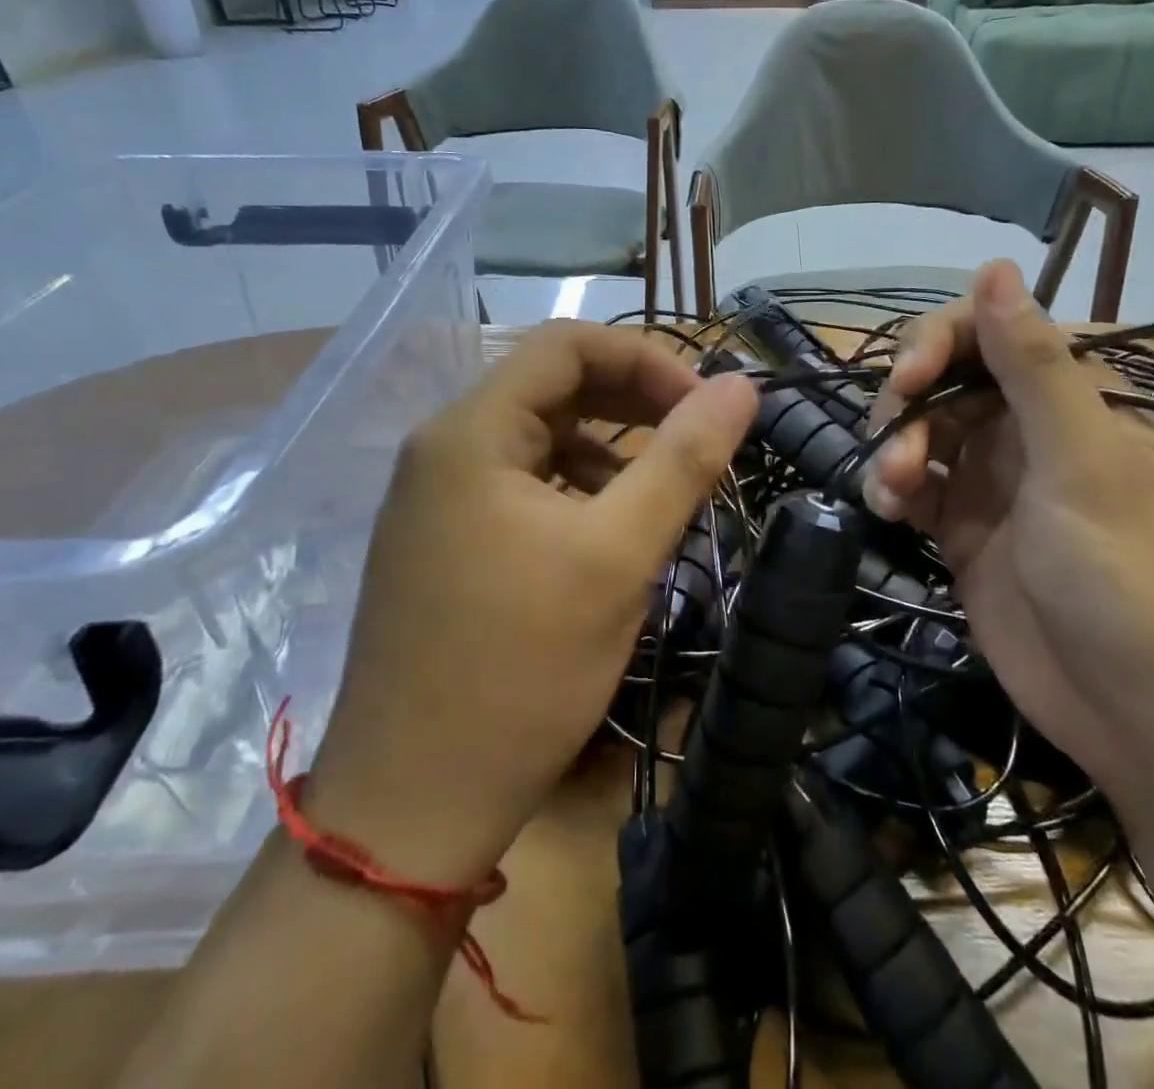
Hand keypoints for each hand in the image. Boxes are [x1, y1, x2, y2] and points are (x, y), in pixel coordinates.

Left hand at [306, 322, 758, 885]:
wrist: (412, 808)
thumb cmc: (521, 670)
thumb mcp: (619, 556)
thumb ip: (684, 459)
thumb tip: (741, 386)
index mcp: (470, 432)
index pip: (566, 344)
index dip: (646, 359)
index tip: (704, 406)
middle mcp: (442, 448)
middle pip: (550, 385)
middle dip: (632, 401)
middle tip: (697, 438)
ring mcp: (434, 498)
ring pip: (537, 437)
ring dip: (607, 447)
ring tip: (661, 490)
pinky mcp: (442, 542)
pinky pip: (519, 484)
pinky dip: (574, 488)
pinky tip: (607, 531)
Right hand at [864, 260, 1153, 802]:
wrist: (1141, 718)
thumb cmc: (1128, 579)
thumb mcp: (1083, 464)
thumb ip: (1035, 366)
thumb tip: (995, 266)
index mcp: (1080, 398)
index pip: (997, 333)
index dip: (942, 342)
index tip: (908, 378)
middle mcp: (1034, 429)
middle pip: (949, 379)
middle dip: (910, 402)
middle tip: (891, 441)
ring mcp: (996, 479)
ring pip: (923, 430)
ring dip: (894, 447)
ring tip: (889, 490)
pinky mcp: (965, 528)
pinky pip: (915, 484)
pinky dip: (892, 487)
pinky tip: (885, 509)